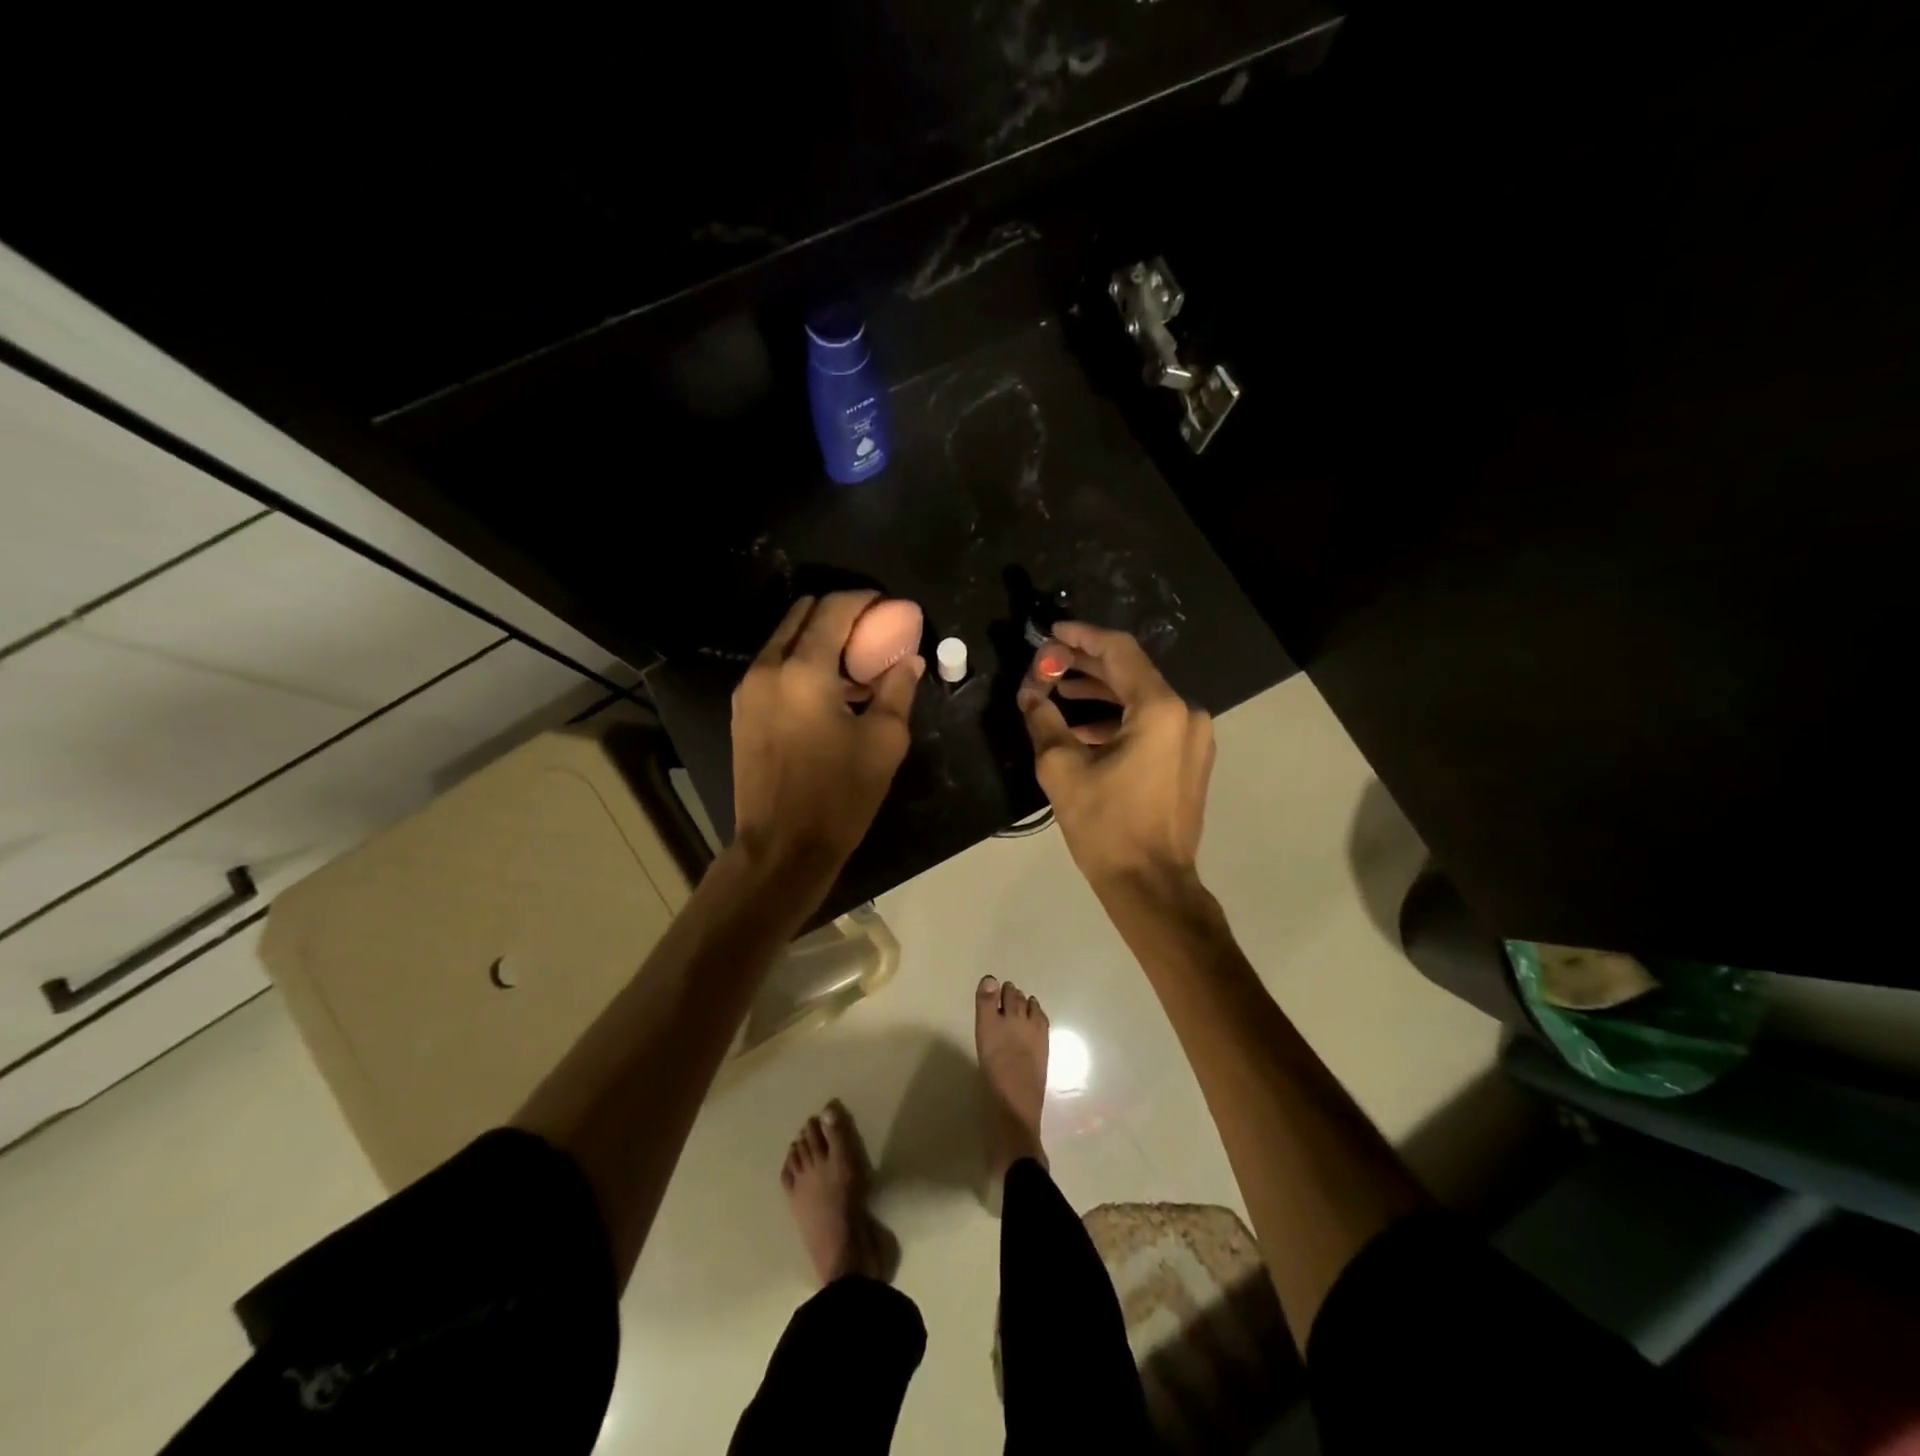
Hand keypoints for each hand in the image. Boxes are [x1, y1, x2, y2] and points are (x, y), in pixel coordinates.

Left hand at [731, 592, 921, 872]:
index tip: (886, 606)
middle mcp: (768, 669)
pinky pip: (773, 668)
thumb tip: (909, 661)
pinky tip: (825, 692)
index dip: (863, 600)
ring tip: (851, 665)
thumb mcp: (884, 742)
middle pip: (802, 615)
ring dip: (817, 639)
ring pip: (784, 641)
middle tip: (870, 631)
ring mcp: (748, 690)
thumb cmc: (839, 796)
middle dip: (837, 613)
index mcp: (804, 671)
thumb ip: (898, 690)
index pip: (833, 610)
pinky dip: (799, 663)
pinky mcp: (741, 712)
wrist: (782, 847)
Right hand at [1018, 622, 1214, 894]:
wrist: (1151, 884)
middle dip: (1086, 666)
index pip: (1119, 652)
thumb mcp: (1063, 770)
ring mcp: (1193, 738)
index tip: (1052, 632)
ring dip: (1099, 694)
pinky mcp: (1190, 759)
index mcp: (1160, 710)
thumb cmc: (1106, 827)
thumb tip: (1029, 694)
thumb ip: (1044, 721)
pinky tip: (1082, 729)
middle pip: (1132, 673)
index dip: (1082, 637)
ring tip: (1057, 694)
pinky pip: (1151, 724)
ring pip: (1141, 699)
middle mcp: (1186, 714)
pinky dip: (1117, 719)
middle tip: (1047, 664)